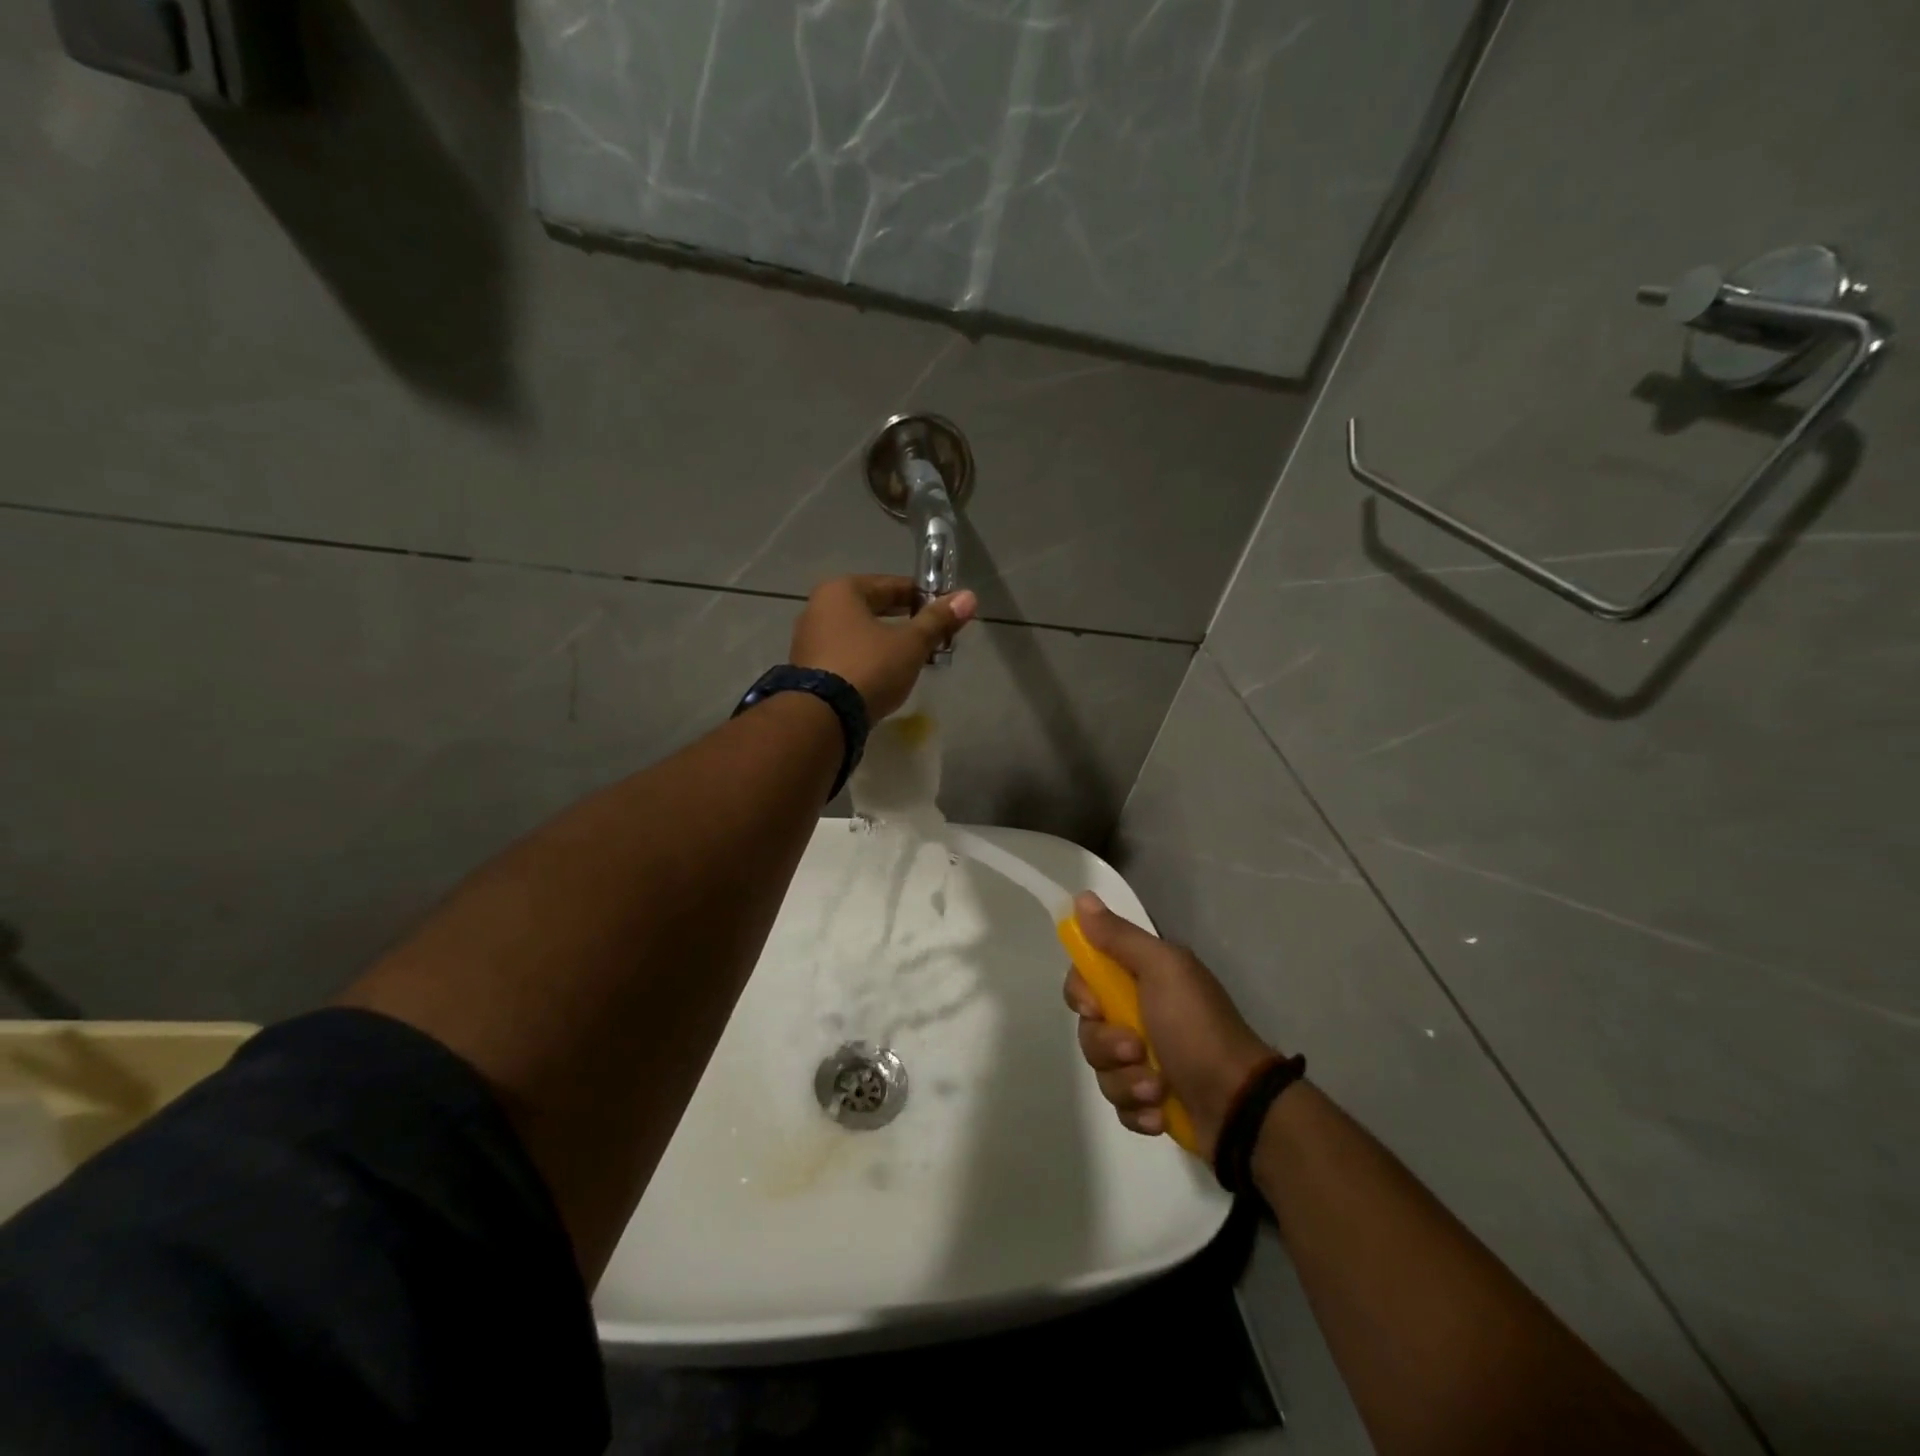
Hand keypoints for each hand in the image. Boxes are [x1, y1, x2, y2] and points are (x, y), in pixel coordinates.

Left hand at [791, 575, 976, 719]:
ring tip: (914, 658)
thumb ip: (938, 620)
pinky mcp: (808, 669)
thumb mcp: (910, 643)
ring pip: (859, 633)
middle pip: (873, 608)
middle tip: (934, 636)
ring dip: (886, 641)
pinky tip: (886, 674)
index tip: (945, 612)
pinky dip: (868, 658)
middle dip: (905, 621)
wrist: (823, 717)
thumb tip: (969, 596)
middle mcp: (819, 607)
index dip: (923, 598)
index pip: (892, 585)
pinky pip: (846, 654)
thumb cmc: (869, 667)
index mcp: (841, 590)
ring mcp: (809, 640)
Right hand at [1063, 893, 1275, 1157]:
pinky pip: (1119, 1104)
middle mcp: (1140, 1013)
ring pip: (1101, 1068)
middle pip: (1089, 1026)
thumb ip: (1119, 936)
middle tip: (1137, 1050)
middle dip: (1107, 1045)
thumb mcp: (1162, 970)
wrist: (1240, 1104)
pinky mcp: (1150, 1100)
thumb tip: (1082, 897)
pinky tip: (1160, 1112)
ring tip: (1157, 1088)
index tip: (1094, 1006)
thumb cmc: (1197, 1029)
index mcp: (1144, 977)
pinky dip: (1138, 1110)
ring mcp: (1145, 1060)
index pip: (1086, 976)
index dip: (1081, 992)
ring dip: (1127, 1081)